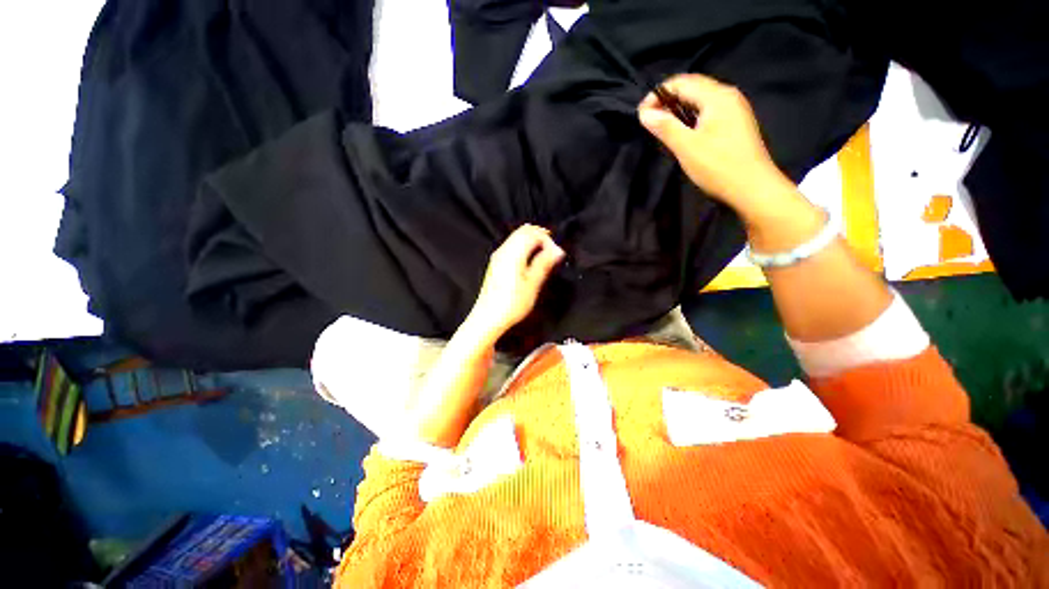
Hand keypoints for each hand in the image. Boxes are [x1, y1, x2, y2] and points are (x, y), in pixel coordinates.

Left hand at [468, 225, 564, 338]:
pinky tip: (531, 260)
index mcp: (513, 252)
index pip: (533, 233)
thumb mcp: (533, 284)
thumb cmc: (512, 303)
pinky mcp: (496, 264)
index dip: (548, 240)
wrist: (488, 318)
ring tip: (545, 254)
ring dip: (532, 240)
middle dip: (540, 236)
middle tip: (553, 250)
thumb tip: (557, 250)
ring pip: (516, 237)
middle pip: (523, 231)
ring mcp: (497, 256)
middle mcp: (503, 250)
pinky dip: (524, 246)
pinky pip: (512, 245)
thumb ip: (544, 263)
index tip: (557, 255)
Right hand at [638, 74, 792, 214]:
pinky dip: (690, 117)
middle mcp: (728, 96)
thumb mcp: (687, 147)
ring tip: (662, 127)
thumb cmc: (718, 167)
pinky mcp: (735, 123)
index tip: (641, 114)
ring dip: (678, 109)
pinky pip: (708, 111)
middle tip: (649, 121)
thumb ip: (665, 127)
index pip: (682, 82)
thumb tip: (644, 113)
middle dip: (667, 100)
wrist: (753, 188)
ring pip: (700, 100)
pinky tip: (683, 133)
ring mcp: (734, 109)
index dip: (658, 94)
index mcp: (717, 96)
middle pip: (692, 88)